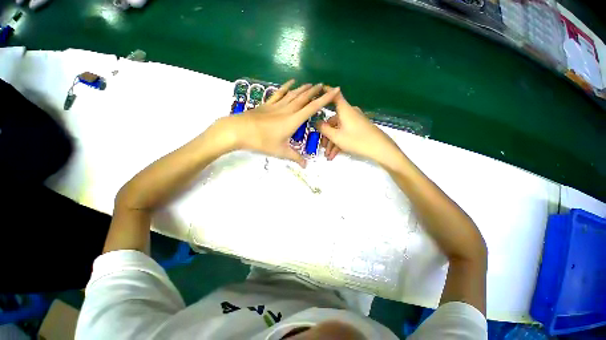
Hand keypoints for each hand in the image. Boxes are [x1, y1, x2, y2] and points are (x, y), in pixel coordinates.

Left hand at [223, 80, 340, 166]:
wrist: (239, 130)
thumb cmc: (261, 141)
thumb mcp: (280, 151)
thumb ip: (294, 157)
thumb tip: (306, 165)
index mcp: (293, 120)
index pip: (312, 108)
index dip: (325, 99)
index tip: (334, 90)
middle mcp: (287, 109)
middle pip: (304, 98)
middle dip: (315, 91)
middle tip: (324, 85)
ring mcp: (277, 105)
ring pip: (293, 94)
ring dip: (304, 88)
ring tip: (312, 84)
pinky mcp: (268, 104)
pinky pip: (279, 93)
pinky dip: (286, 86)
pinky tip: (291, 82)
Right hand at [316, 90, 403, 169]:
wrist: (380, 149)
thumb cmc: (357, 140)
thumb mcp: (336, 136)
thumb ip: (324, 129)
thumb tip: (316, 122)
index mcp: (344, 110)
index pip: (334, 95)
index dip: (326, 91)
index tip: (316, 92)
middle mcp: (349, 113)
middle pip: (333, 120)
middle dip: (326, 134)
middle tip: (321, 146)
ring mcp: (354, 122)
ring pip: (338, 130)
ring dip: (332, 143)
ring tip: (328, 155)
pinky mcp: (358, 129)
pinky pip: (345, 134)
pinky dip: (339, 143)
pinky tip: (334, 155)